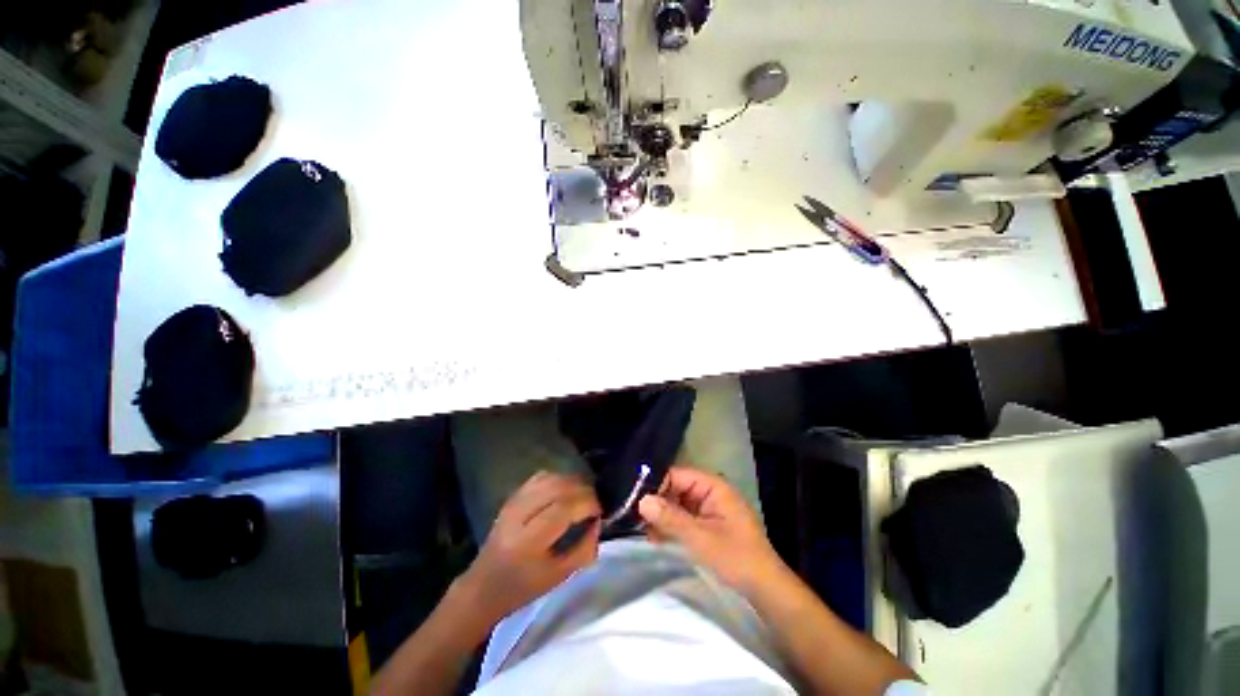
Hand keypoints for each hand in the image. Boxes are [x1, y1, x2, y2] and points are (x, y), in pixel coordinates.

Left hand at [457, 471, 601, 622]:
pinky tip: (566, 490)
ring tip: (583, 495)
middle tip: (595, 501)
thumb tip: (598, 522)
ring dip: (572, 482)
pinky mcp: (511, 497)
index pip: (562, 508)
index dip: (586, 503)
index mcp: (527, 542)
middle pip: (557, 487)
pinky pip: (540, 477)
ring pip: (549, 478)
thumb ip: (584, 549)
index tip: (600, 510)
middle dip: (583, 490)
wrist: (483, 587)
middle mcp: (518, 516)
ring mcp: (512, 503)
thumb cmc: (522, 588)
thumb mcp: (558, 577)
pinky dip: (558, 479)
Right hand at [638, 466, 784, 595]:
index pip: (677, 475)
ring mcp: (709, 508)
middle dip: (657, 502)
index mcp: (713, 486)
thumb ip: (671, 518)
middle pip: (676, 488)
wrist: (765, 589)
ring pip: (678, 504)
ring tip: (641, 528)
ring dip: (662, 515)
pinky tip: (655, 537)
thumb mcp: (700, 538)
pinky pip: (684, 518)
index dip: (657, 484)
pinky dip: (671, 525)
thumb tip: (642, 500)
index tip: (635, 498)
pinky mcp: (708, 524)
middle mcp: (710, 492)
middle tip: (634, 516)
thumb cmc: (735, 557)